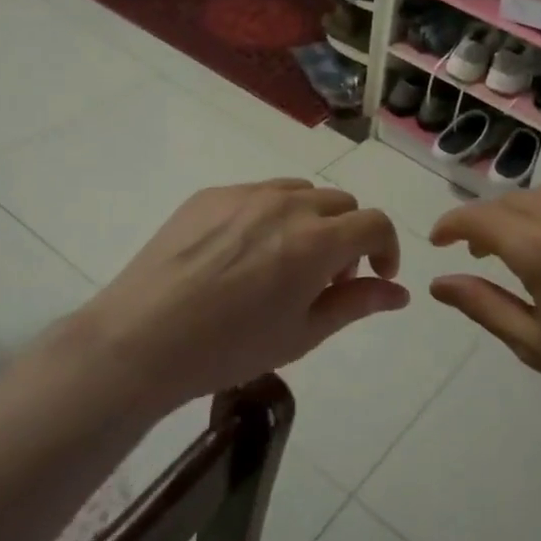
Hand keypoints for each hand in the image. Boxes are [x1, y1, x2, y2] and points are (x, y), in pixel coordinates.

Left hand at [46, 180, 407, 416]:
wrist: (141, 340)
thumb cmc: (230, 348)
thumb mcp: (302, 334)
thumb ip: (357, 303)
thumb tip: (399, 293)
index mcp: (315, 241)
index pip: (375, 223)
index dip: (386, 248)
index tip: (377, 276)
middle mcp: (286, 205)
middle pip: (341, 203)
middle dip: (349, 236)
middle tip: (327, 277)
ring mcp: (245, 194)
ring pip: (301, 192)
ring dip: (312, 220)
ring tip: (287, 260)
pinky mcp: (210, 194)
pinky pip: (258, 193)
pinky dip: (271, 214)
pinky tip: (244, 253)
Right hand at [429, 183, 540, 452]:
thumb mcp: (534, 344)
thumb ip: (482, 305)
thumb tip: (438, 284)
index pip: (480, 219)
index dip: (452, 225)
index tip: (438, 241)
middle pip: (511, 201)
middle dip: (485, 222)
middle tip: (477, 255)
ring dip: (522, 213)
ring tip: (521, 248)